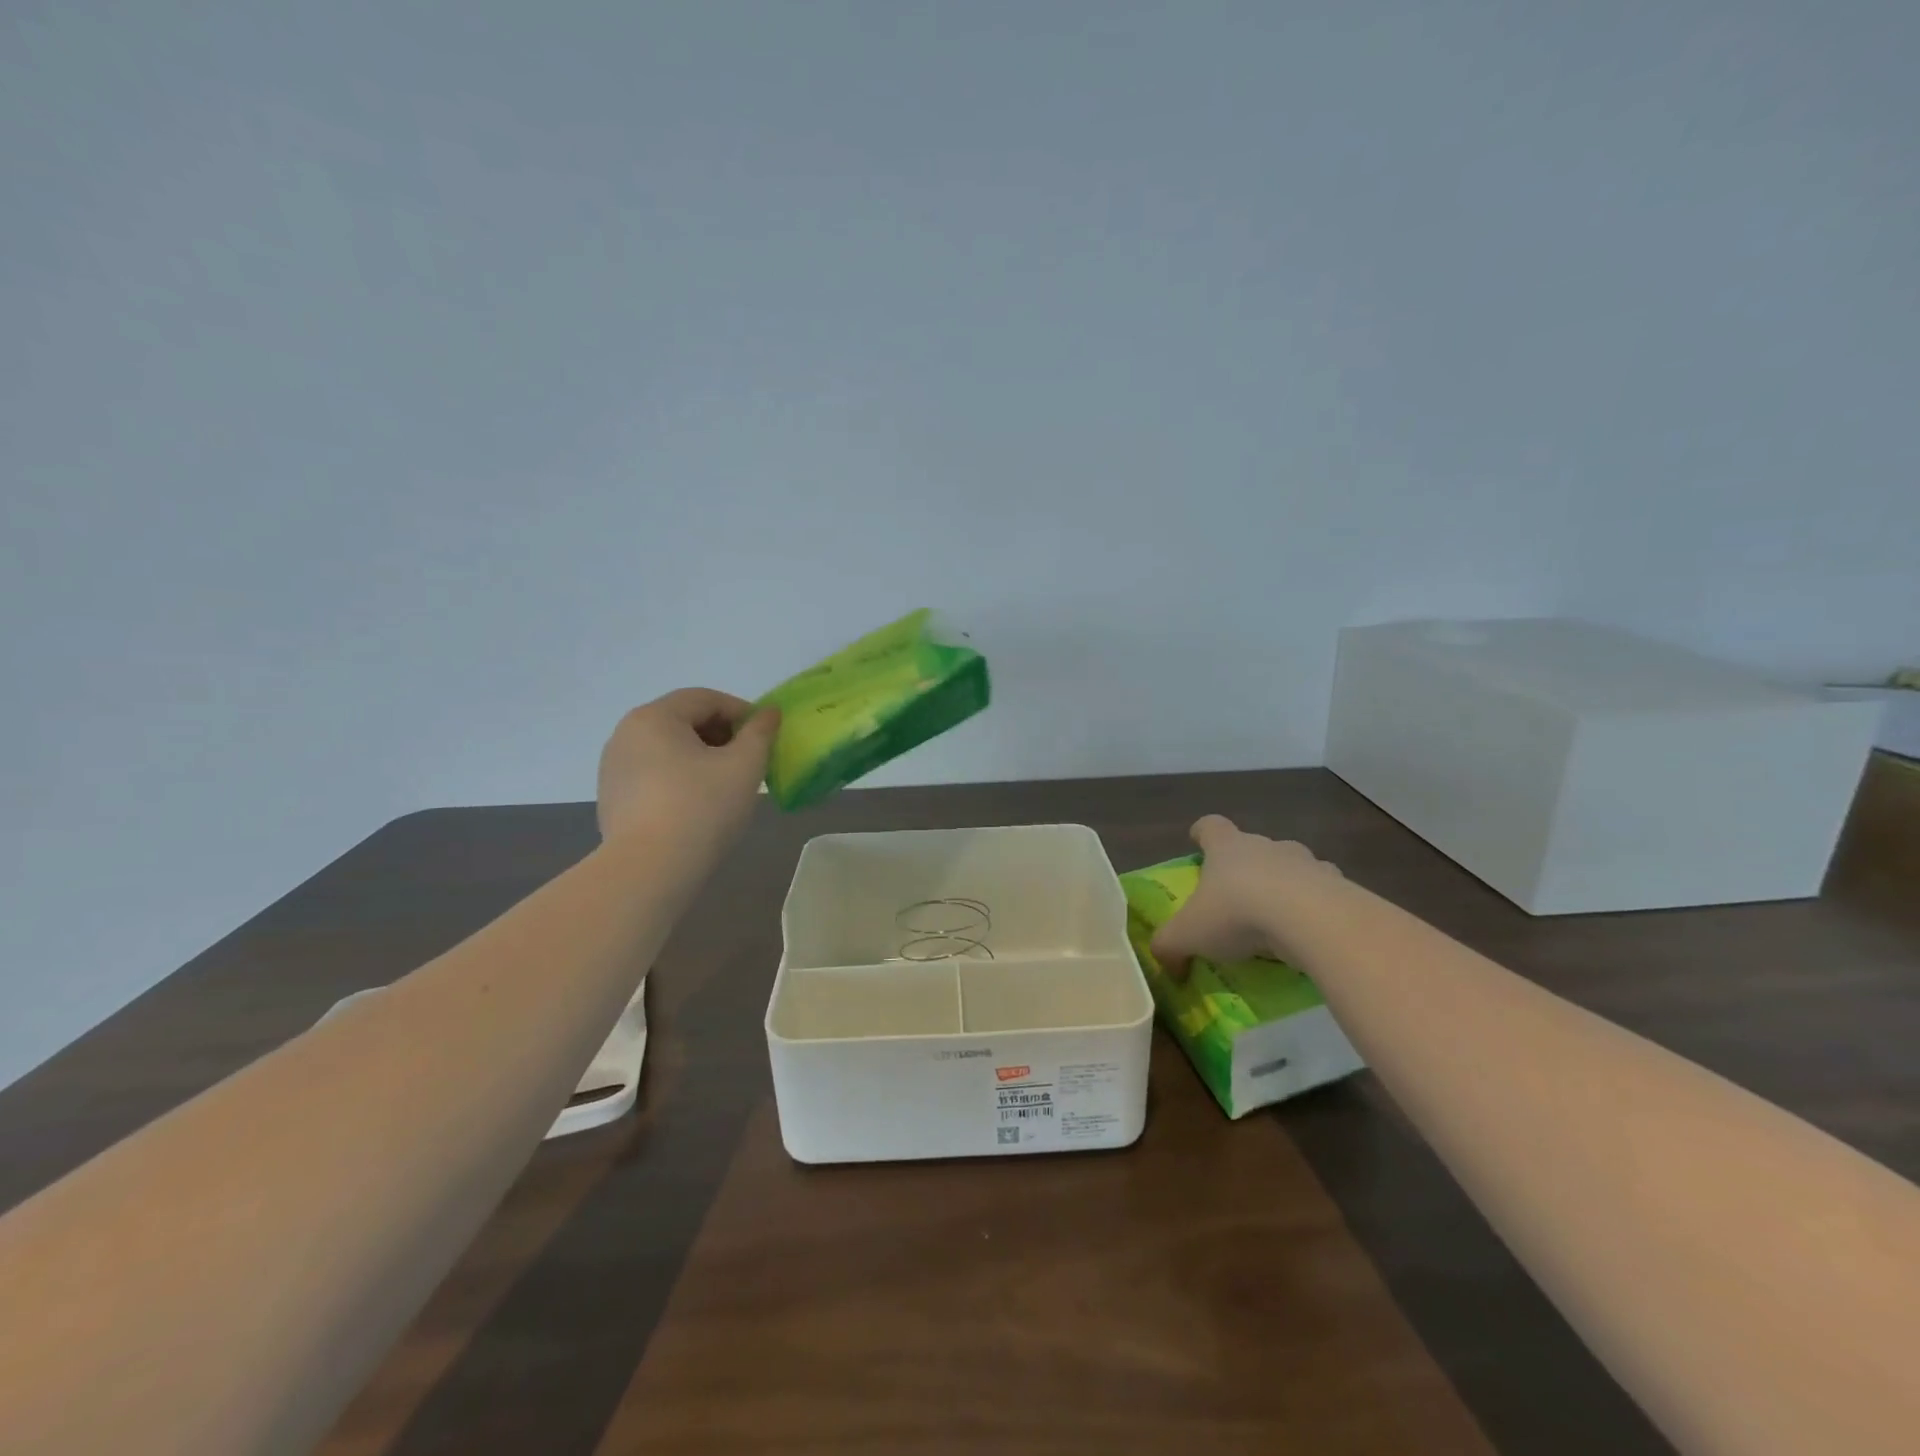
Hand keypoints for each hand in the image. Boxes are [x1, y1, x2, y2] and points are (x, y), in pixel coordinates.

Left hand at [596, 689, 779, 843]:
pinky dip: (679, 779)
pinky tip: (697, 806)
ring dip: (701, 757)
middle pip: (684, 720)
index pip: (705, 698)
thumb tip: (769, 713)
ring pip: (668, 749)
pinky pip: (653, 774)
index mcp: (655, 717)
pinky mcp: (612, 798)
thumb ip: (760, 733)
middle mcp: (626, 734)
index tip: (765, 737)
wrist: (648, 871)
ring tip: (726, 786)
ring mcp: (614, 767)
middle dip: (721, 735)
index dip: (742, 712)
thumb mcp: (744, 766)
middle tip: (749, 762)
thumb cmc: (702, 808)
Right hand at [1150, 815, 1341, 974]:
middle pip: (1253, 846)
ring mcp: (1307, 863)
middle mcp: (1266, 846)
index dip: (1202, 833)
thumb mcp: (1187, 935)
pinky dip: (1318, 909)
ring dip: (1286, 886)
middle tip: (1238, 897)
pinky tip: (1311, 934)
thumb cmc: (1237, 914)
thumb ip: (1168, 947)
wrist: (1311, 920)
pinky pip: (1326, 894)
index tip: (1198, 841)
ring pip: (1293, 867)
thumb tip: (1165, 966)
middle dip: (1246, 867)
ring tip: (1279, 919)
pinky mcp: (1340, 887)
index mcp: (1226, 847)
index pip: (1210, 826)